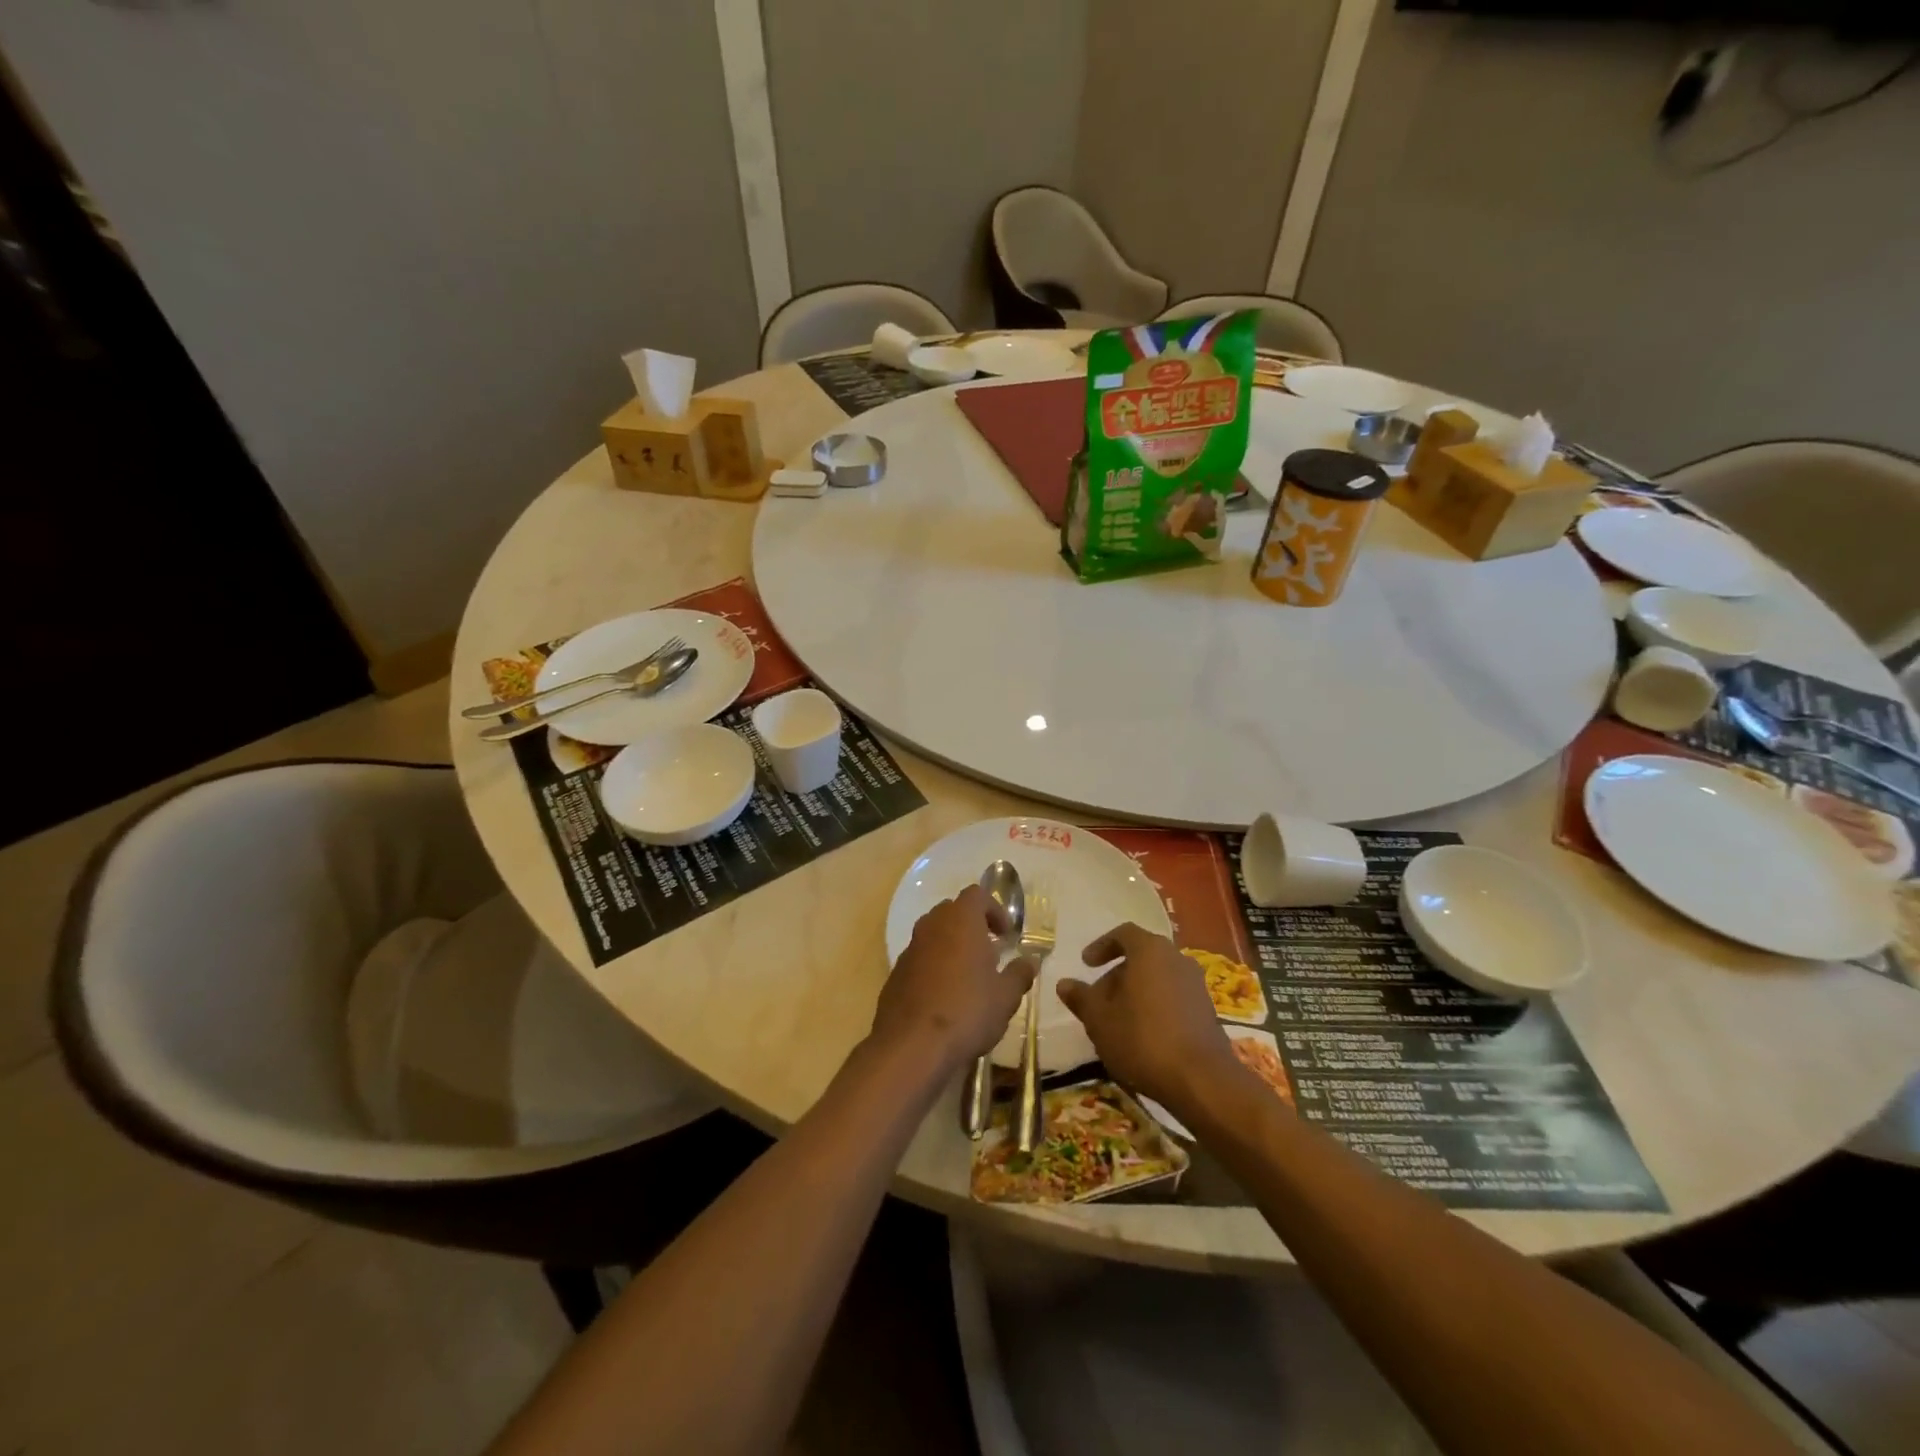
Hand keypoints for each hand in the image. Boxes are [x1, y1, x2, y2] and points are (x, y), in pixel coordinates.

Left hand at [871, 885, 1035, 1071]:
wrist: (912, 1045)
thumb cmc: (967, 1010)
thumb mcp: (1006, 996)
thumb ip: (1019, 974)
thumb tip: (1030, 961)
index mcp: (961, 920)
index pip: (977, 894)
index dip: (995, 910)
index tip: (1007, 936)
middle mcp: (932, 926)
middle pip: (953, 911)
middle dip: (972, 926)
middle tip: (989, 953)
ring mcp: (910, 949)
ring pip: (934, 934)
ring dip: (952, 946)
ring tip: (969, 977)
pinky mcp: (895, 974)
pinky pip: (920, 959)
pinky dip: (934, 967)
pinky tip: (945, 998)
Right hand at [1056, 923, 1239, 1112]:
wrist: (1201, 1080)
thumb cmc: (1142, 1039)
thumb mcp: (1099, 1019)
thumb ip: (1081, 997)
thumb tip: (1064, 983)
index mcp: (1150, 951)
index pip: (1124, 933)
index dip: (1102, 946)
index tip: (1086, 964)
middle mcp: (1177, 959)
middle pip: (1142, 957)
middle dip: (1117, 974)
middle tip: (1098, 999)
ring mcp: (1196, 984)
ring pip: (1158, 978)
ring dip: (1136, 992)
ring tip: (1118, 1020)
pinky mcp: (1207, 1010)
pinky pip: (1173, 997)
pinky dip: (1155, 1006)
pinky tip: (1143, 1035)